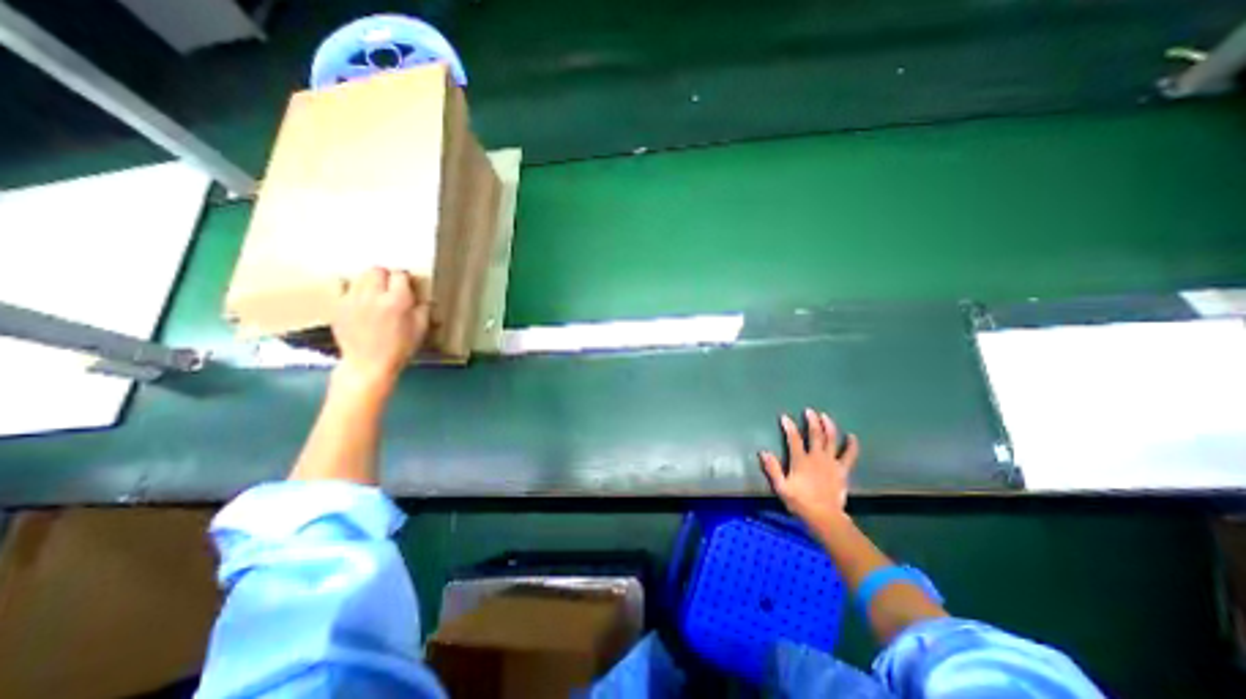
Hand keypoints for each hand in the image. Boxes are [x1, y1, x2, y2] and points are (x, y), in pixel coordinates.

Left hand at [330, 268, 428, 393]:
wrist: (368, 364)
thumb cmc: (399, 348)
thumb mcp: (420, 329)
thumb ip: (422, 308)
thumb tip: (422, 297)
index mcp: (397, 301)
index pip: (400, 275)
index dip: (405, 279)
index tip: (407, 286)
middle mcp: (374, 296)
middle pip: (377, 270)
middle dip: (386, 276)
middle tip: (390, 287)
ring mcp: (353, 299)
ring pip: (360, 276)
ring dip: (370, 281)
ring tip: (375, 293)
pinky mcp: (338, 306)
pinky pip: (343, 286)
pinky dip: (352, 288)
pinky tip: (359, 298)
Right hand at [759, 409, 857, 523]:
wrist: (825, 517)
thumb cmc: (800, 502)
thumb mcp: (781, 487)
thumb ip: (772, 469)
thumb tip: (763, 452)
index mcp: (801, 461)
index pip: (794, 439)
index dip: (789, 427)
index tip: (785, 417)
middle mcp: (817, 457)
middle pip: (815, 435)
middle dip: (812, 421)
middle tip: (809, 411)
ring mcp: (831, 463)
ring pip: (831, 440)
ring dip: (829, 426)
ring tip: (825, 416)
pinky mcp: (842, 470)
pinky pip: (849, 455)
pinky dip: (851, 445)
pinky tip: (852, 436)